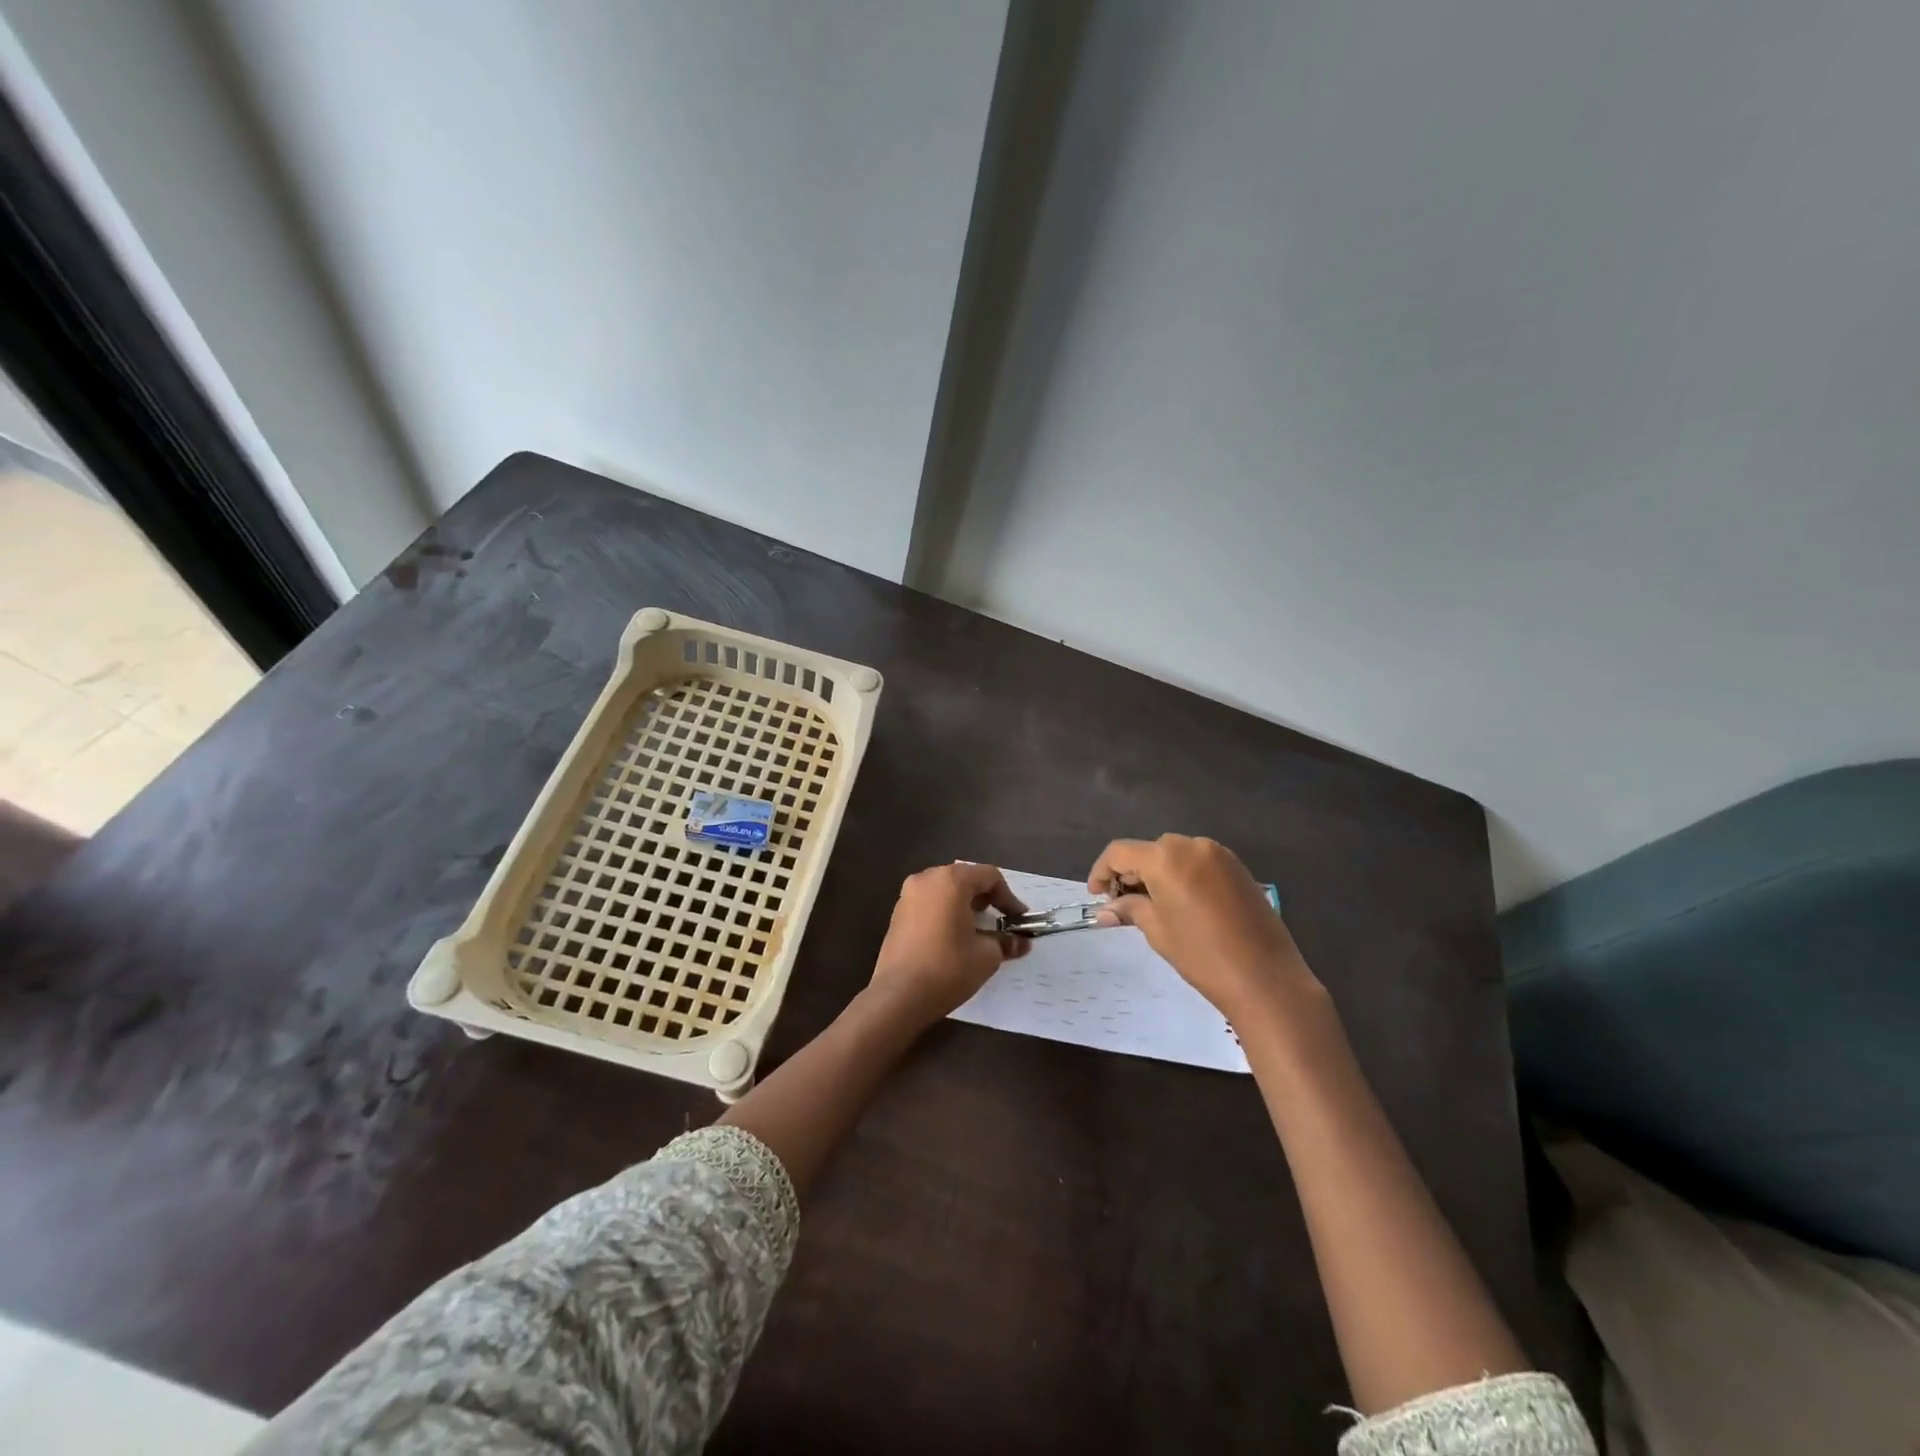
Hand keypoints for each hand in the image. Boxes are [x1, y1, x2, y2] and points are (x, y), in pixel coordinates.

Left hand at [867, 862, 1029, 1030]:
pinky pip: (929, 904)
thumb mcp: (986, 956)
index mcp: (951, 880)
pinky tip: (953, 938)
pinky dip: (945, 913)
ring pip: (945, 891)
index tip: (1019, 919)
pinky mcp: (897, 914)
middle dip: (986, 899)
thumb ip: (1006, 942)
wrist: (898, 996)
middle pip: (965, 879)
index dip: (1009, 897)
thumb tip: (1021, 943)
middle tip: (1001, 922)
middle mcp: (927, 878)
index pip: (989, 876)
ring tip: (978, 931)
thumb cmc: (948, 968)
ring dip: (965, 906)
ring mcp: (907, 895)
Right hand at [1089, 835, 1316, 1024]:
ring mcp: (1219, 854)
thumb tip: (1107, 909)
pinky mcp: (1239, 868)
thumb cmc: (1202, 954)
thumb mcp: (1157, 930)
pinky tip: (1183, 904)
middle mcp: (1191, 845)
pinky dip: (1183, 876)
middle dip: (1131, 873)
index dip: (1102, 872)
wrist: (1266, 978)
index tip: (1097, 897)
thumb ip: (1130, 909)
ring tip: (1153, 906)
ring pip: (1175, 855)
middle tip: (1123, 904)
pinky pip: (1199, 863)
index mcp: (1165, 857)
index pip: (1120, 852)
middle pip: (1149, 851)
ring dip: (1158, 874)